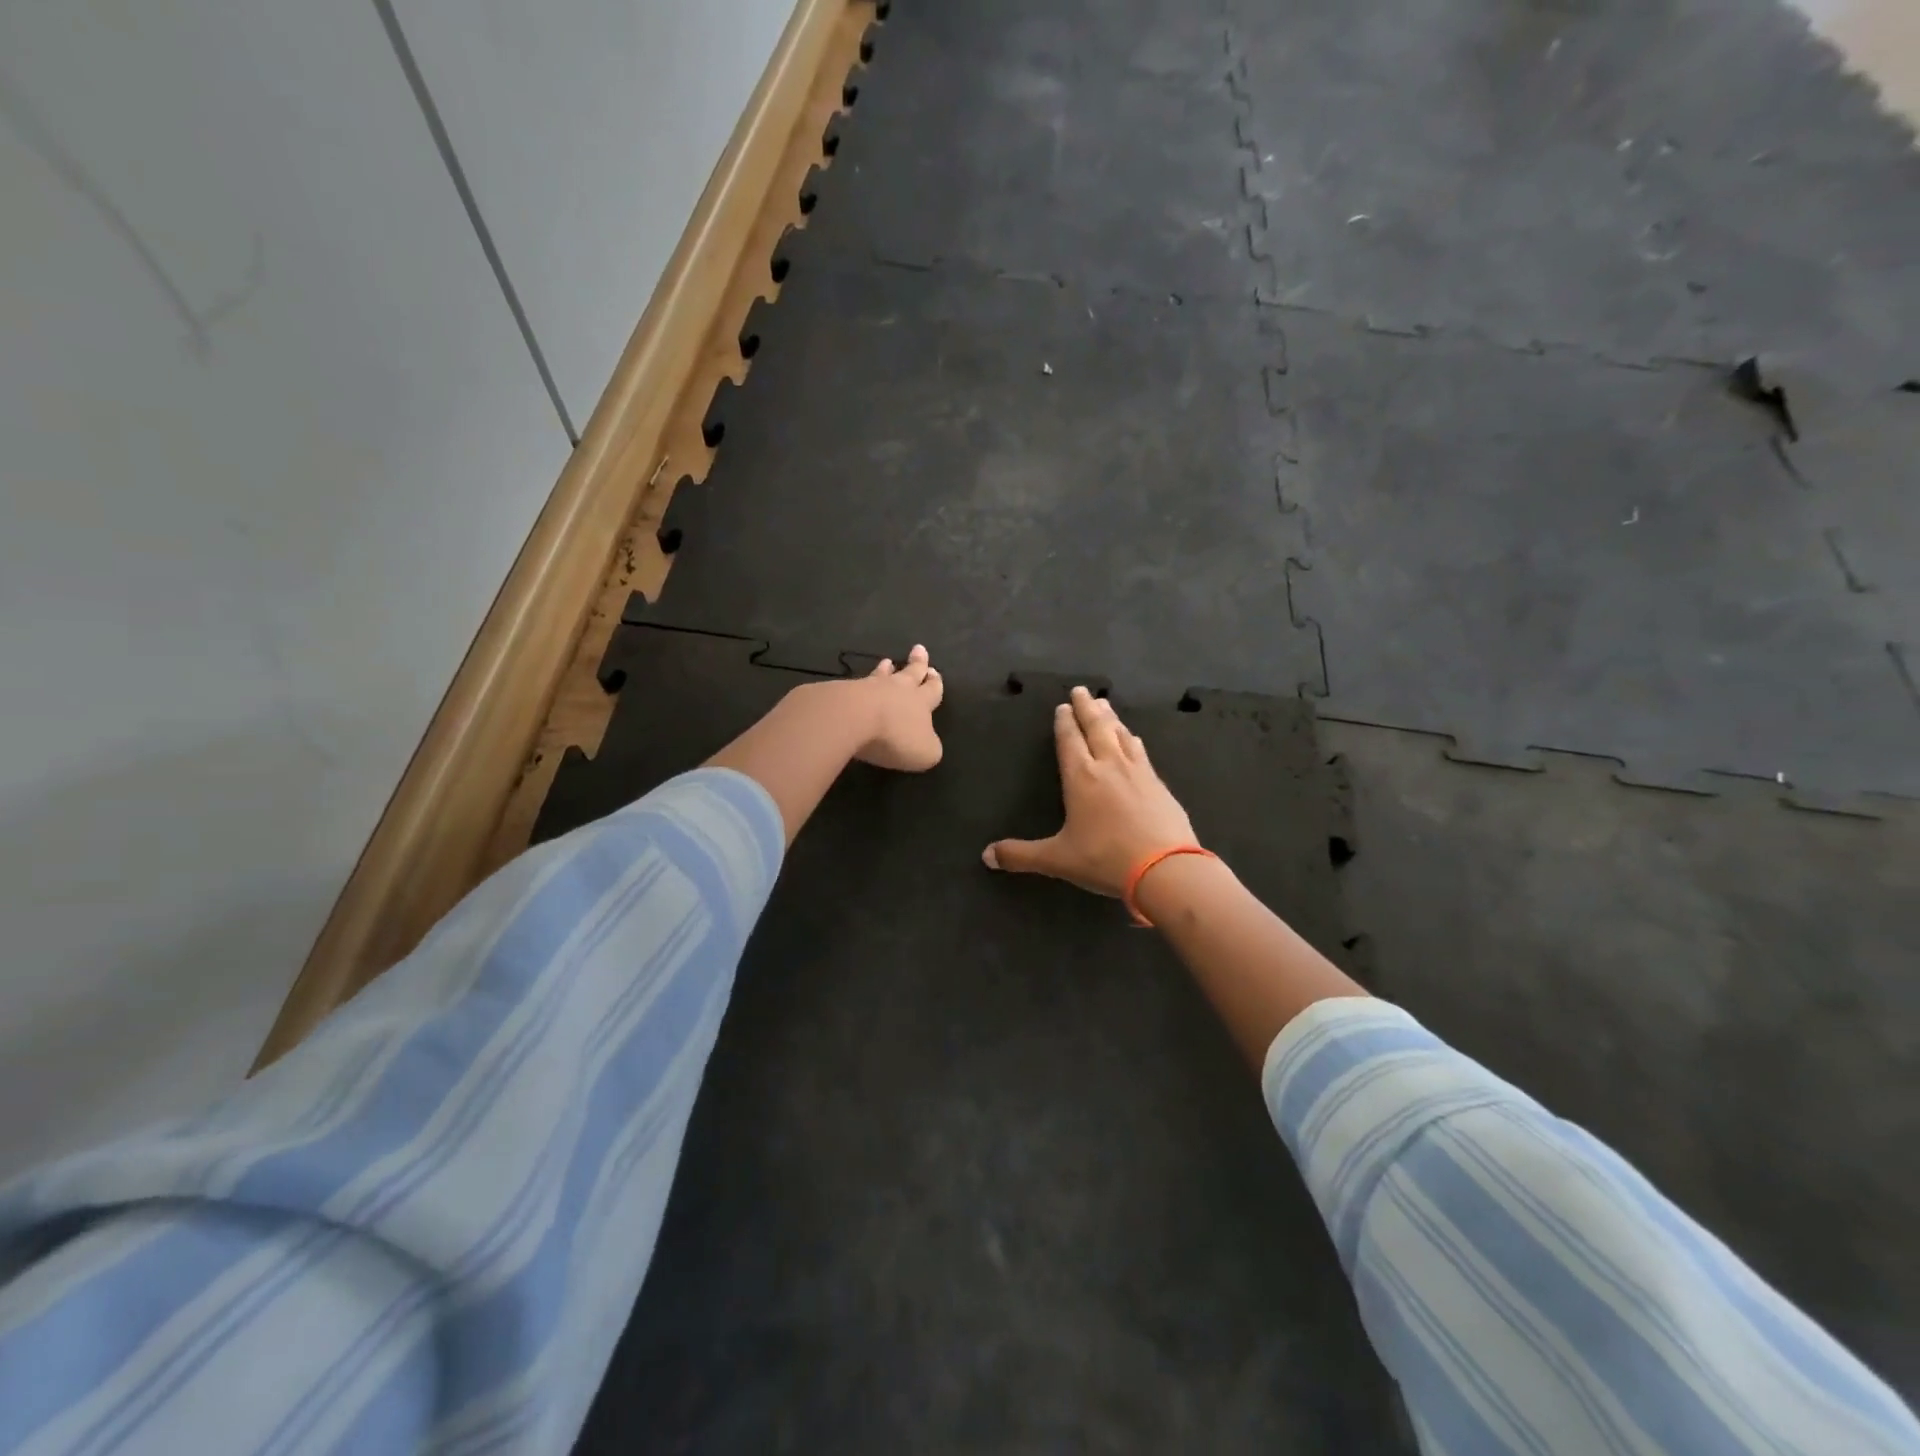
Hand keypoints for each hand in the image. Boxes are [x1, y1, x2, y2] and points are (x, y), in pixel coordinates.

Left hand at [852, 643, 944, 771]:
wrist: (852, 718)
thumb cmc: (895, 736)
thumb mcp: (924, 752)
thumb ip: (930, 747)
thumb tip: (928, 743)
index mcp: (921, 702)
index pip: (932, 689)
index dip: (935, 682)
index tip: (934, 671)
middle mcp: (898, 689)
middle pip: (911, 673)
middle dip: (917, 663)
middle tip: (919, 649)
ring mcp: (870, 687)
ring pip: (882, 675)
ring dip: (886, 669)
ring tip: (887, 661)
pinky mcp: (845, 692)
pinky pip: (857, 685)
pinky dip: (861, 683)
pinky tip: (858, 683)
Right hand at [982, 685, 1197, 896]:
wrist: (1166, 869)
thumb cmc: (1105, 859)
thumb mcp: (1058, 860)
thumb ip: (1021, 855)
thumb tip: (987, 856)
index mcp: (1081, 777)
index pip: (1070, 740)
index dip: (1064, 722)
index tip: (1062, 706)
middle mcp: (1109, 766)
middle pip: (1097, 727)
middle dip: (1087, 708)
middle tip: (1081, 690)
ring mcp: (1138, 772)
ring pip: (1121, 735)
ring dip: (1110, 718)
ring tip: (1105, 705)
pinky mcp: (1160, 785)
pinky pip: (1141, 752)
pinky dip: (1132, 739)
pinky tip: (1134, 739)